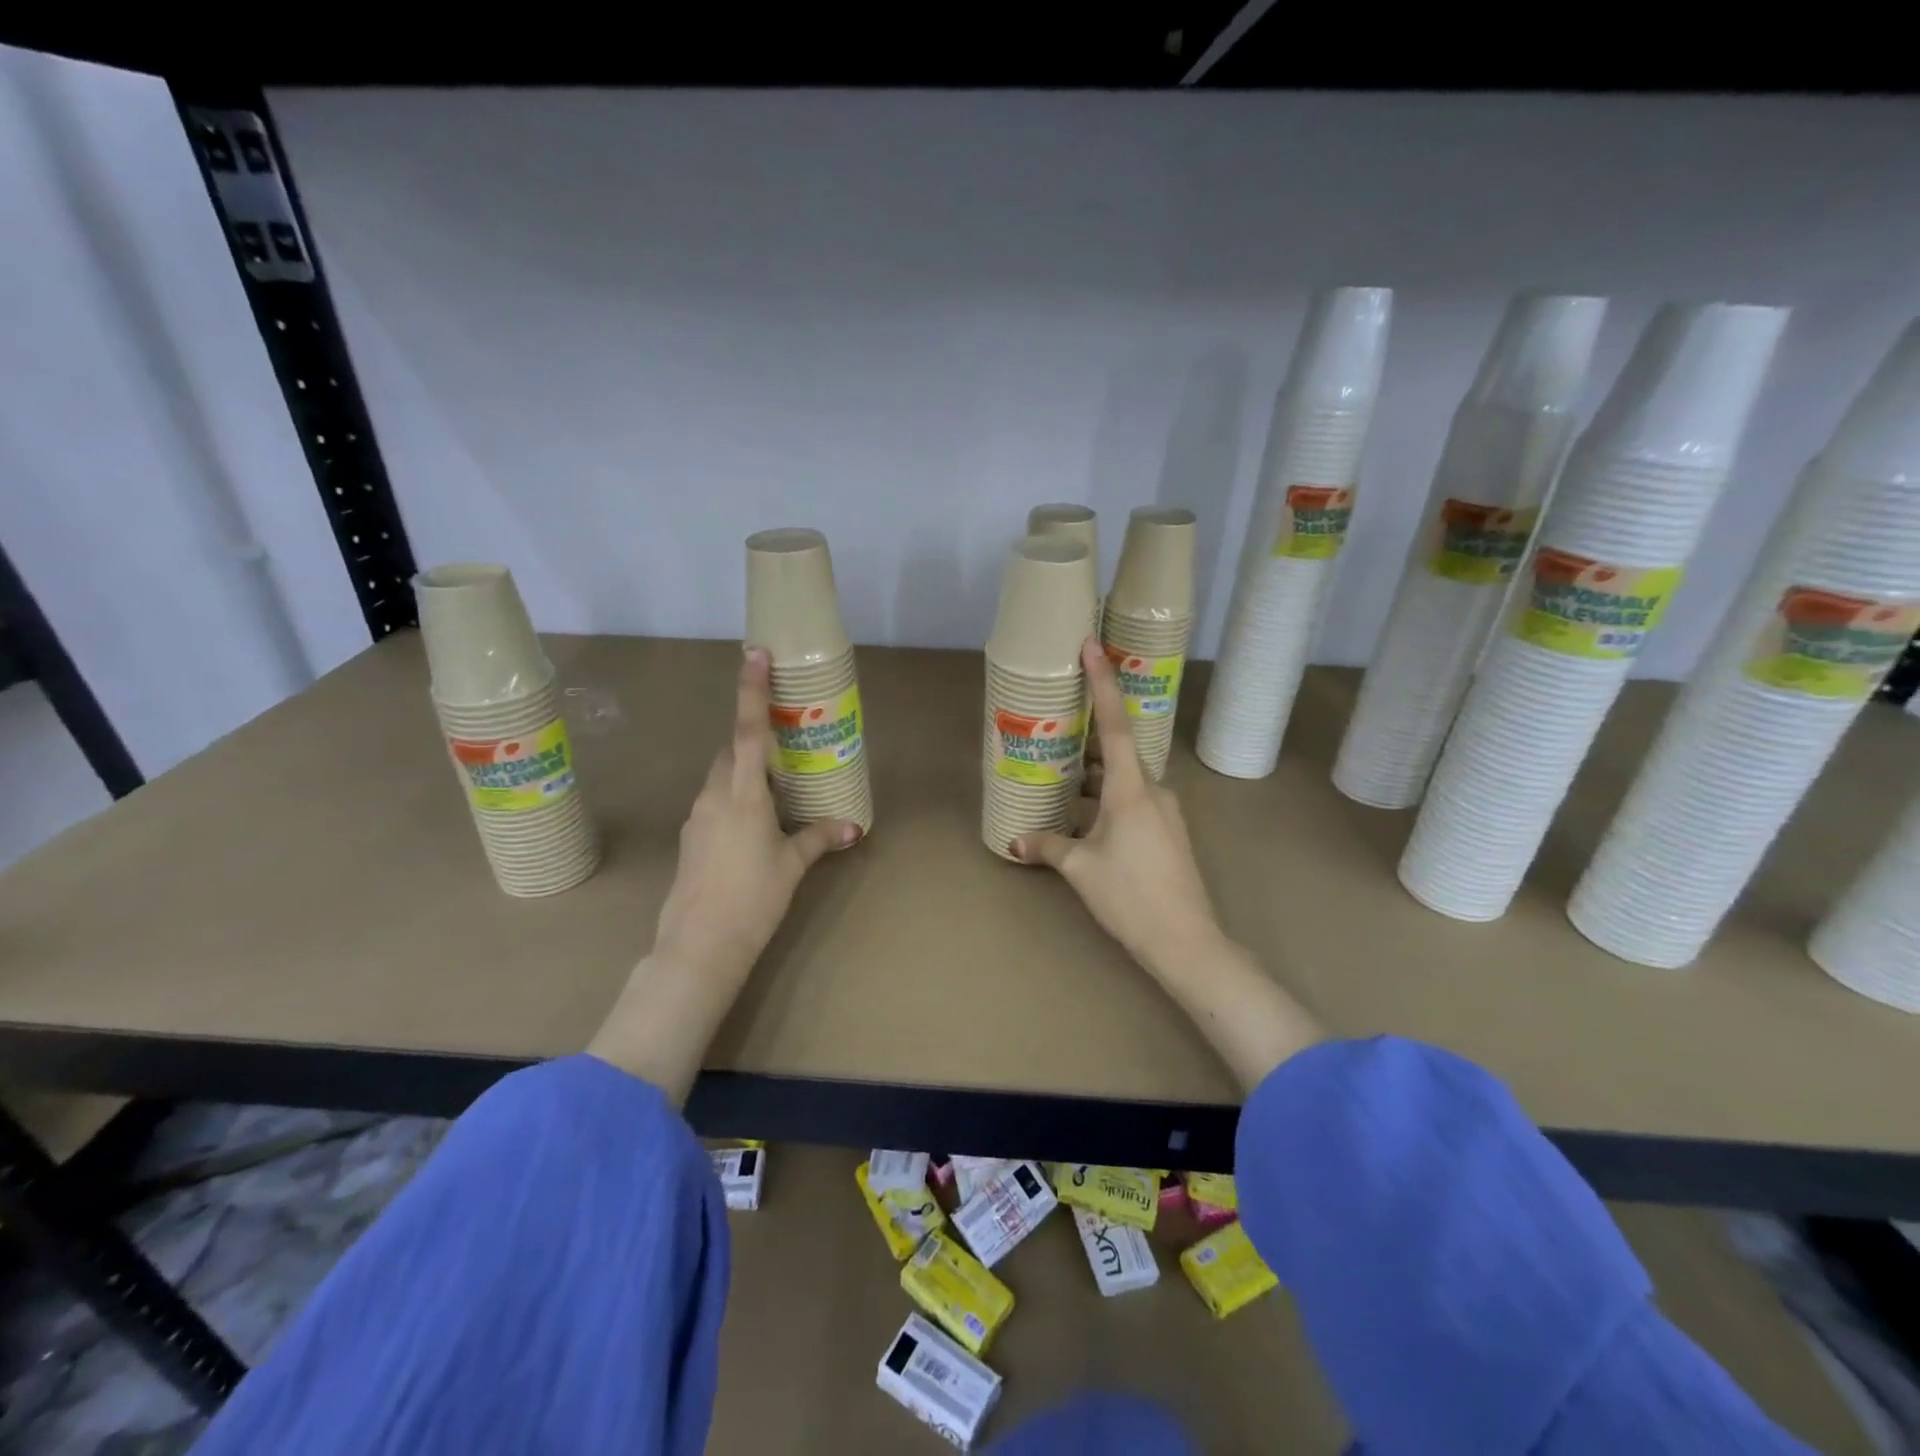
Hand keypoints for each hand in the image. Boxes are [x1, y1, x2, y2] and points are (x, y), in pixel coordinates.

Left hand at [652, 648, 861, 983]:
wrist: (699, 945)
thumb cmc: (753, 898)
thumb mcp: (793, 866)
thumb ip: (820, 839)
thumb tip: (853, 828)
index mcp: (743, 795)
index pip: (749, 732)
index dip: (752, 691)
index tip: (754, 654)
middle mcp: (714, 797)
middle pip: (731, 752)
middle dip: (753, 743)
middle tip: (784, 749)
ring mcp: (697, 817)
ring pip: (721, 779)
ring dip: (744, 775)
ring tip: (776, 794)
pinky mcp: (690, 838)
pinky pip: (714, 803)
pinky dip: (733, 801)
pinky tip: (753, 829)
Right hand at [1011, 638, 1222, 973]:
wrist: (1186, 941)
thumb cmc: (1130, 896)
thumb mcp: (1081, 869)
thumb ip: (1048, 847)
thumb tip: (1016, 842)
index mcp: (1131, 789)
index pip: (1115, 724)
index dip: (1103, 683)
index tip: (1092, 646)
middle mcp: (1153, 791)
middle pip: (1118, 751)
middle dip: (1088, 738)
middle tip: (1056, 725)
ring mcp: (1164, 812)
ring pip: (1124, 780)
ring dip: (1094, 776)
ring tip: (1058, 776)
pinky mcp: (1167, 833)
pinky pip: (1132, 802)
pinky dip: (1105, 799)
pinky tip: (1081, 817)